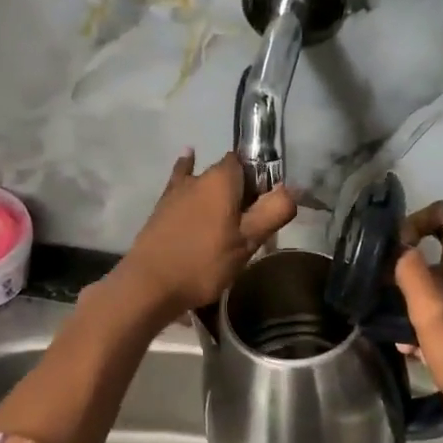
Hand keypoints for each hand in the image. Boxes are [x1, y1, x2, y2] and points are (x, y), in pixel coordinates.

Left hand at [115, 150, 297, 316]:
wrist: (149, 284)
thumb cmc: (203, 263)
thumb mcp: (247, 242)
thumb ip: (273, 212)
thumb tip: (293, 188)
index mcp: (222, 179)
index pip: (249, 163)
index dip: (261, 181)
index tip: (266, 209)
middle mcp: (198, 176)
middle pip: (228, 174)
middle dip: (241, 192)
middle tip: (249, 227)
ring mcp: (176, 191)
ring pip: (204, 182)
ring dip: (217, 195)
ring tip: (225, 219)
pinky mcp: (161, 207)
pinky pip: (181, 184)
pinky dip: (188, 174)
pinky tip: (188, 158)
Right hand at [392, 201, 442, 423]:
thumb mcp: (427, 311)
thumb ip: (411, 271)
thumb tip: (399, 246)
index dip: (415, 222)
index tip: (395, 250)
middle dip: (415, 263)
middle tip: (391, 288)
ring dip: (424, 291)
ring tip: (402, 320)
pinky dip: (439, 310)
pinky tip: (422, 342)